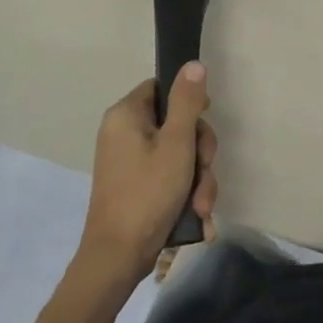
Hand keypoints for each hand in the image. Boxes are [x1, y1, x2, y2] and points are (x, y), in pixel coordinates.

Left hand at [79, 63, 217, 285]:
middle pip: (176, 123)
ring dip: (198, 178)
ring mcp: (129, 162)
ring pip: (179, 154)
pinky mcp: (136, 186)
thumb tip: (193, 64)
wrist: (118, 258)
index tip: (204, 120)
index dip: (188, 101)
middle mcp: (123, 133)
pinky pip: (169, 175)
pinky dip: (185, 192)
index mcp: (126, 116)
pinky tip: (197, 215)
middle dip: (199, 151)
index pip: (162, 88)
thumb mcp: (176, 143)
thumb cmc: (147, 193)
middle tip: (204, 170)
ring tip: (201, 205)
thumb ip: (188, 102)